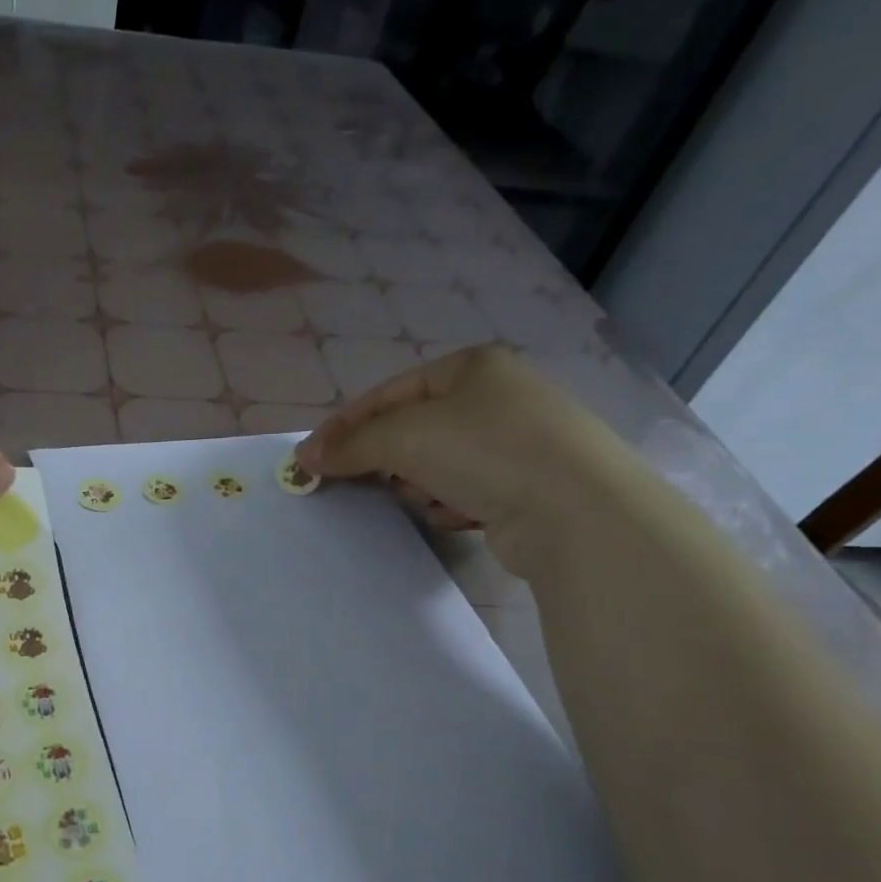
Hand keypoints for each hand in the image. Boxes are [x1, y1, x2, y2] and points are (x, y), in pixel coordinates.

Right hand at [296, 345, 636, 573]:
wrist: (575, 511)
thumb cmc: (485, 451)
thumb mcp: (405, 436)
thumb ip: (350, 444)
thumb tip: (304, 457)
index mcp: (471, 367)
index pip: (388, 393)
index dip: (345, 425)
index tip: (312, 458)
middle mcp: (496, 397)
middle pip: (411, 431)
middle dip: (392, 461)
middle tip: (377, 481)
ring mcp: (516, 442)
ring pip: (435, 465)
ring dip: (424, 486)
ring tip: (436, 498)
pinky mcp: (526, 485)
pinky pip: (465, 491)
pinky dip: (454, 504)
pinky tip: (465, 514)